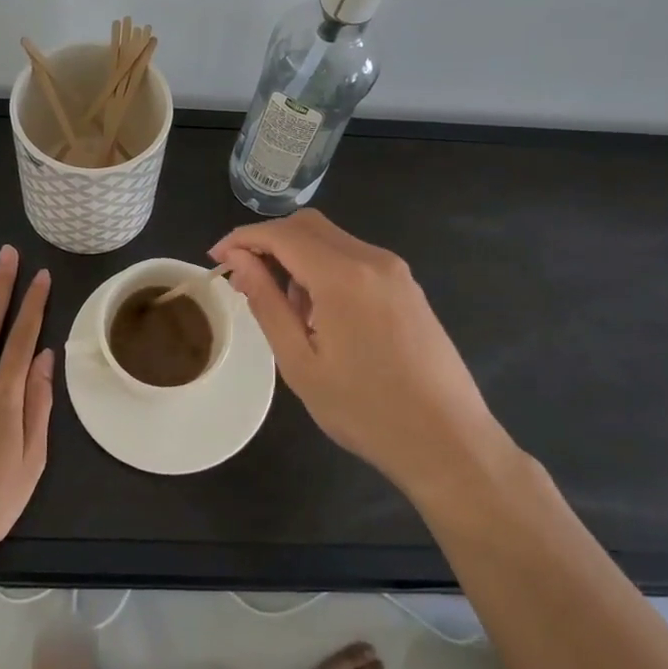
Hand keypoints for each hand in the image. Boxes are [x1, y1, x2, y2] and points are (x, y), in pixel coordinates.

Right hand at [211, 210, 504, 504]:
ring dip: (298, 256)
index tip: (217, 258)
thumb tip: (239, 261)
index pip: (282, 234)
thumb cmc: (366, 410)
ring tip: (286, 310)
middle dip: (269, 241)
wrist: (450, 443)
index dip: (243, 238)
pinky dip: (325, 268)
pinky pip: (355, 258)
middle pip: (308, 225)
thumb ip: (267, 303)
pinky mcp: (408, 287)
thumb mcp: (301, 363)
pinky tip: (321, 313)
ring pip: (332, 240)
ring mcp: (396, 271)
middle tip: (244, 278)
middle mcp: (372, 259)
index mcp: (343, 276)